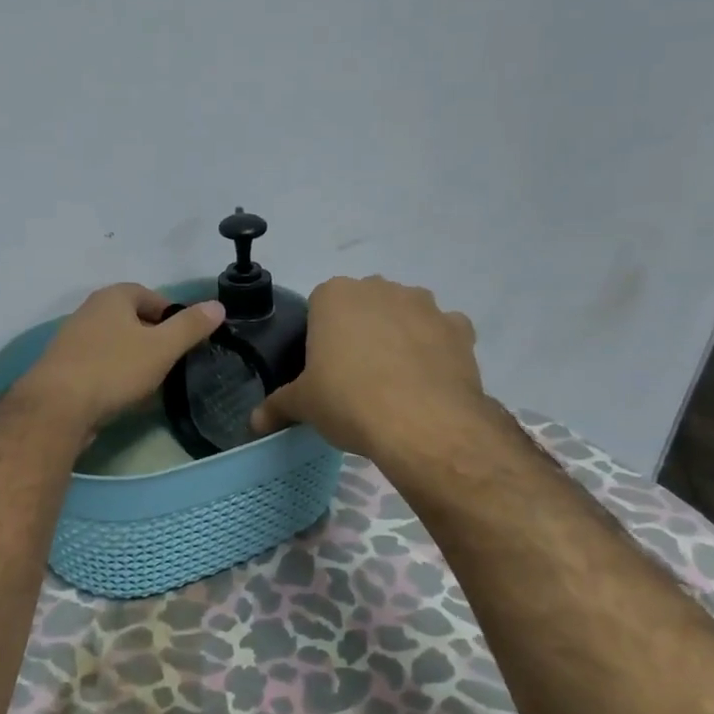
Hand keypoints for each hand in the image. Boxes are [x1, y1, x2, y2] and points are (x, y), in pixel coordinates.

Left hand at [16, 284, 225, 431]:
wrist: (57, 407)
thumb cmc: (114, 369)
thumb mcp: (162, 348)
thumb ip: (190, 327)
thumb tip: (217, 305)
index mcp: (112, 296)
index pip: (151, 296)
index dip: (173, 315)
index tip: (187, 340)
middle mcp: (89, 310)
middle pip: (132, 319)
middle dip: (154, 338)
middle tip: (173, 362)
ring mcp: (72, 339)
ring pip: (115, 343)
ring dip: (134, 358)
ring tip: (152, 382)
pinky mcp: (63, 367)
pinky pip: (98, 364)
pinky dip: (114, 374)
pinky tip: (124, 396)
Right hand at [249, 275, 487, 458]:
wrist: (424, 424)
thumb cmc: (348, 401)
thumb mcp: (303, 405)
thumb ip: (277, 407)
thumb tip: (254, 423)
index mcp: (335, 295)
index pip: (320, 306)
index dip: (321, 336)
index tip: (322, 367)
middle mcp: (380, 289)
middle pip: (364, 305)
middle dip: (360, 331)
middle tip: (354, 375)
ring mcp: (424, 305)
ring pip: (405, 315)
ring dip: (399, 336)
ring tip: (394, 381)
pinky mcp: (459, 328)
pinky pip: (442, 333)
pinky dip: (436, 350)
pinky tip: (428, 381)